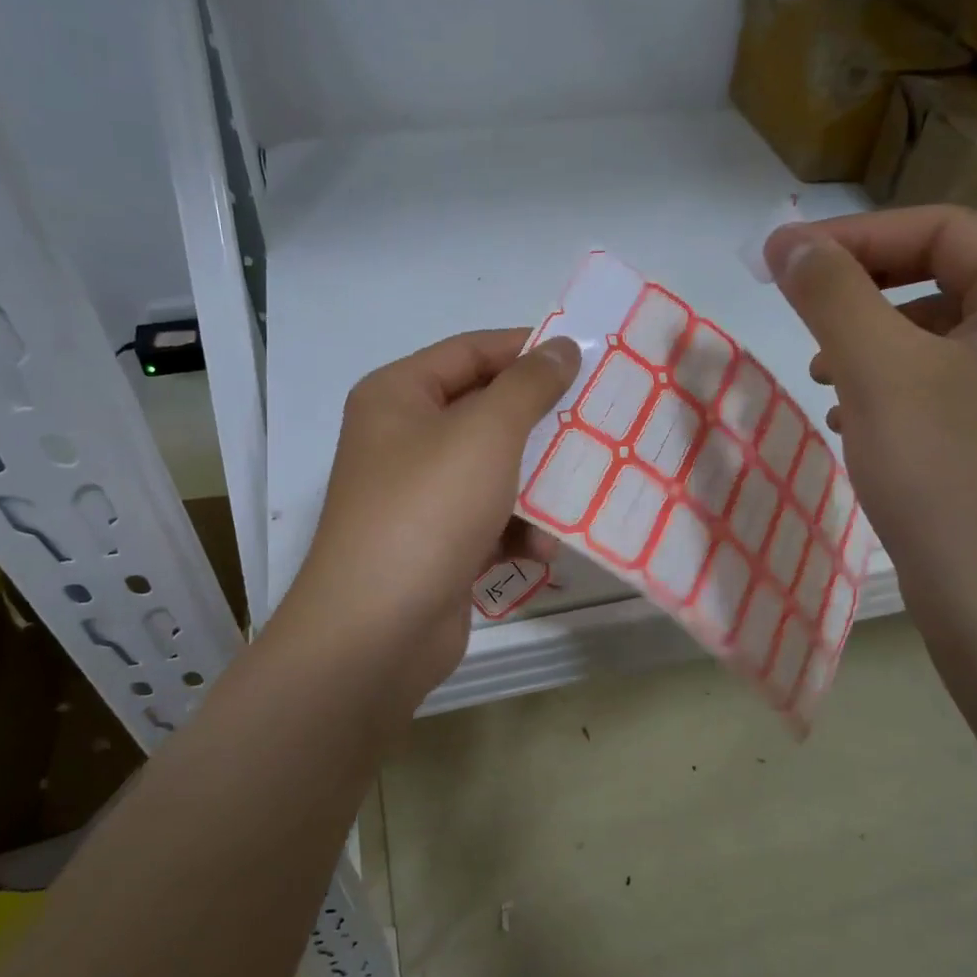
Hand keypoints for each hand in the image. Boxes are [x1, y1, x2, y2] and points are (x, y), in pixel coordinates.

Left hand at [279, 328, 580, 705]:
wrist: (378, 630)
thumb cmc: (429, 509)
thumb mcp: (486, 433)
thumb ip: (529, 385)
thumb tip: (561, 347)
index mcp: (398, 396)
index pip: (471, 351)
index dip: (527, 349)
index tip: (584, 358)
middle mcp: (403, 439)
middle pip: (486, 413)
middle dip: (541, 424)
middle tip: (598, 421)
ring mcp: (419, 496)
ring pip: (495, 471)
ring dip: (538, 486)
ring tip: (580, 493)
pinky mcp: (437, 545)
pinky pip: (490, 520)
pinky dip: (518, 531)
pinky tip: (542, 550)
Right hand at [764, 206, 976, 644]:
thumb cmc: (945, 474)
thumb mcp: (877, 371)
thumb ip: (831, 293)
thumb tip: (788, 240)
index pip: (940, 229)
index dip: (853, 237)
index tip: (781, 260)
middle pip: (939, 275)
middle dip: (860, 292)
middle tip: (799, 315)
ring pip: (933, 331)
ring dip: (867, 340)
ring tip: (821, 376)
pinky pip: (939, 378)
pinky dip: (888, 384)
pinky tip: (851, 417)